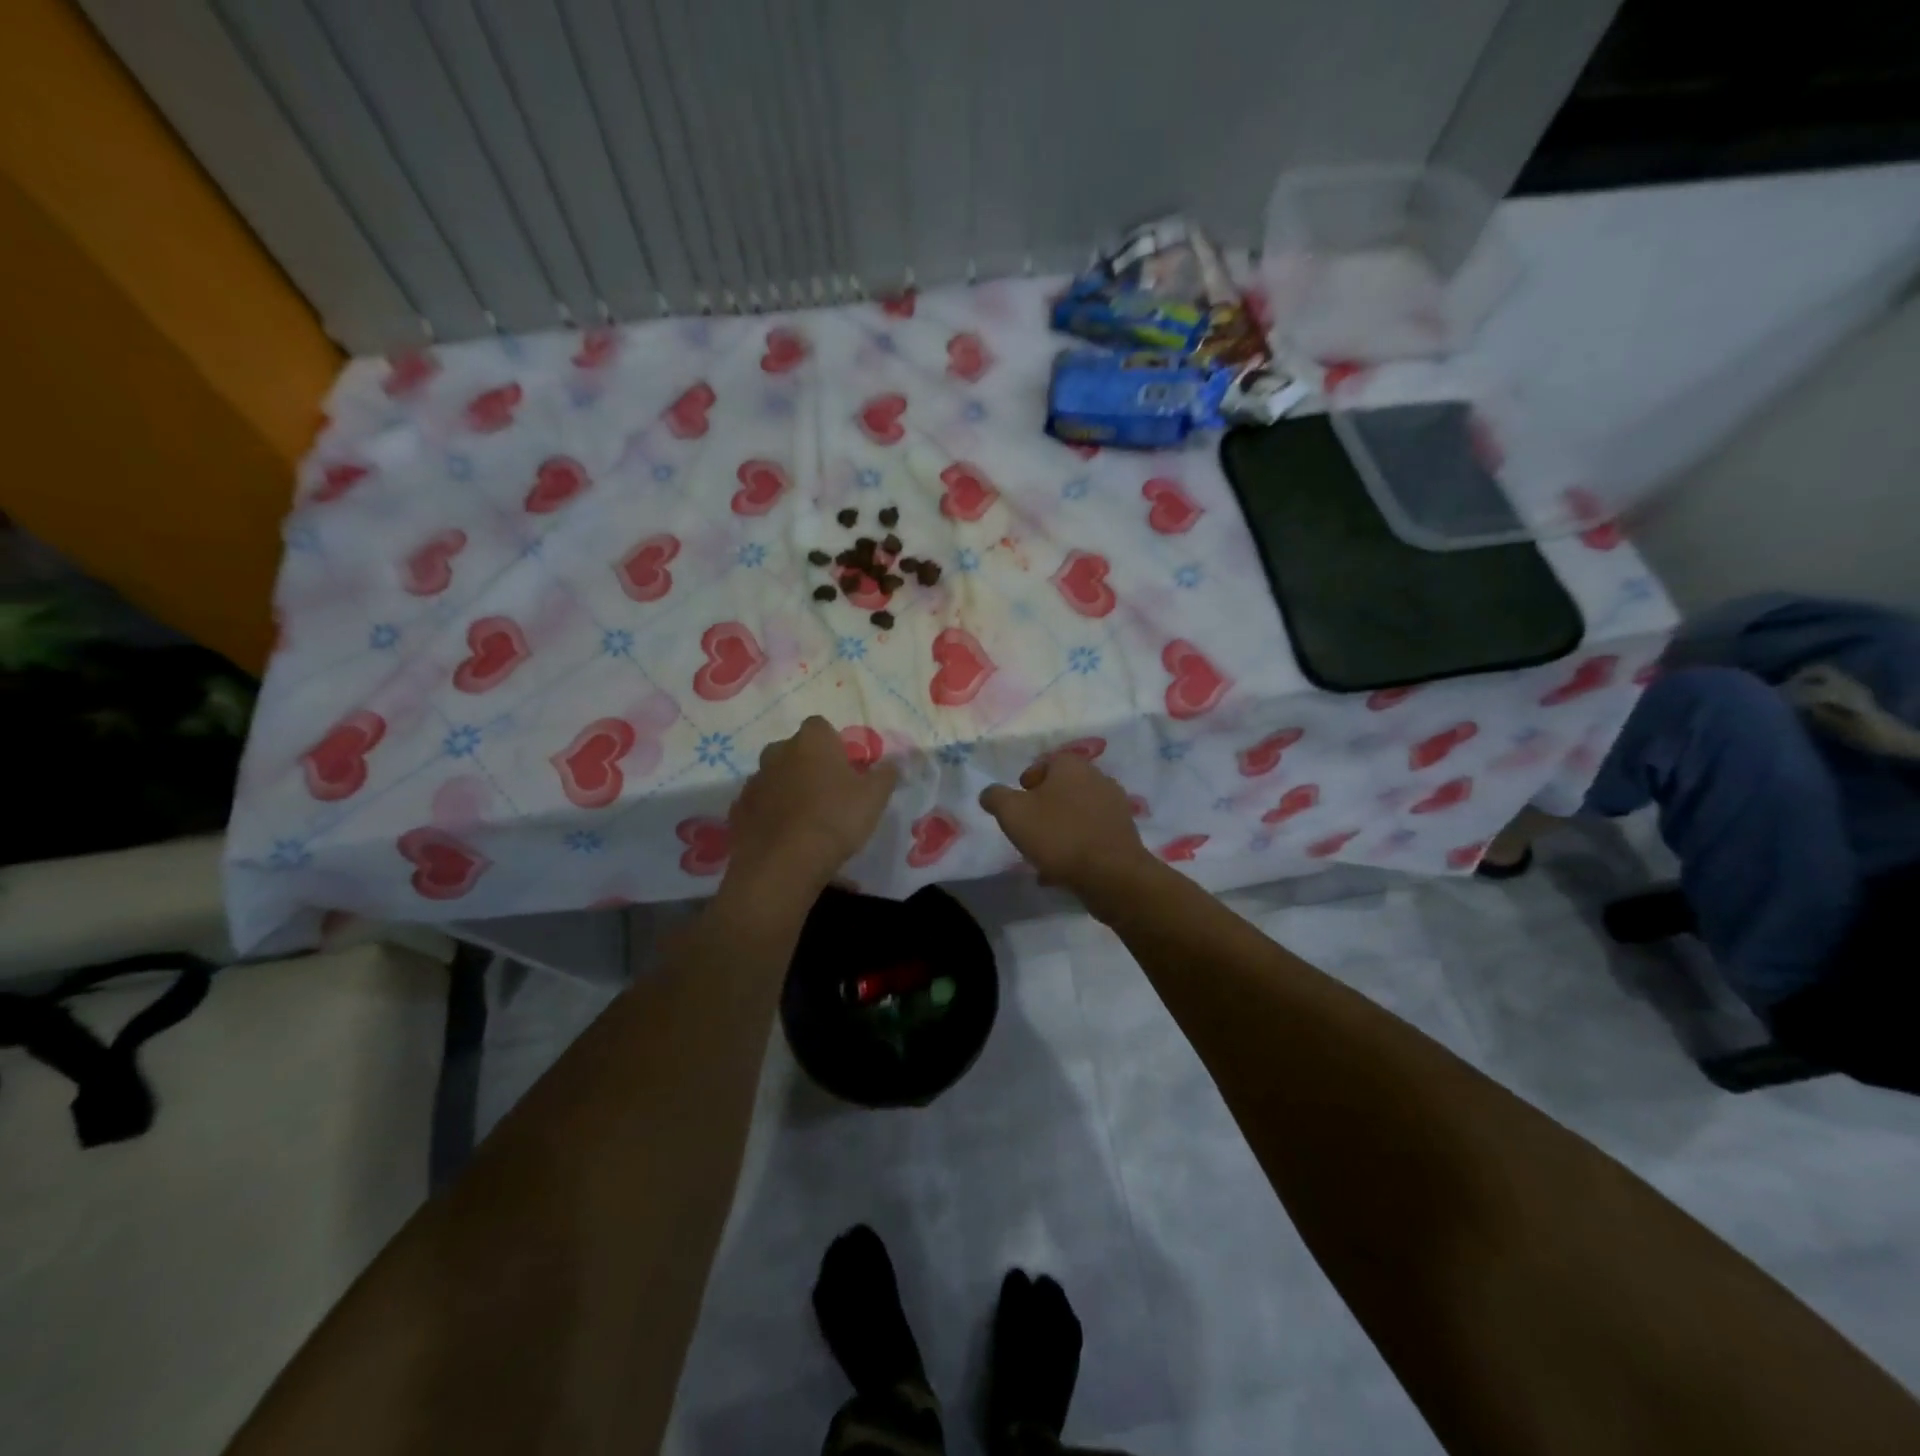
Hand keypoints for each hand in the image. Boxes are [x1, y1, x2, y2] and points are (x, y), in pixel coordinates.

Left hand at [726, 717, 898, 893]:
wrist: (783, 863)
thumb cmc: (835, 819)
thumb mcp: (874, 797)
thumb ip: (886, 775)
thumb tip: (894, 762)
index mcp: (811, 741)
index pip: (821, 727)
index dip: (834, 745)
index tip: (846, 768)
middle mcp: (777, 752)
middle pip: (794, 751)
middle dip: (808, 766)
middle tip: (828, 795)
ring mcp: (754, 781)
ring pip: (775, 778)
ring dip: (788, 791)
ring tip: (806, 821)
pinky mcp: (738, 810)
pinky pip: (759, 806)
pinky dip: (770, 815)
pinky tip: (785, 838)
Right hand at [979, 755, 1154, 894]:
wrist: (1110, 873)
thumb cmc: (1058, 835)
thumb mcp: (1012, 813)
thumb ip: (996, 797)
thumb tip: (989, 793)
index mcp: (1072, 766)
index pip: (1045, 763)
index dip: (1026, 782)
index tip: (1017, 805)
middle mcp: (1097, 778)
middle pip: (1062, 789)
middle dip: (1043, 807)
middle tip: (1028, 829)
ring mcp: (1114, 806)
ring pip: (1076, 814)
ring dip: (1059, 829)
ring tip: (1043, 854)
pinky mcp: (1124, 833)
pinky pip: (1091, 835)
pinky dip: (1076, 846)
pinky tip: (1062, 869)